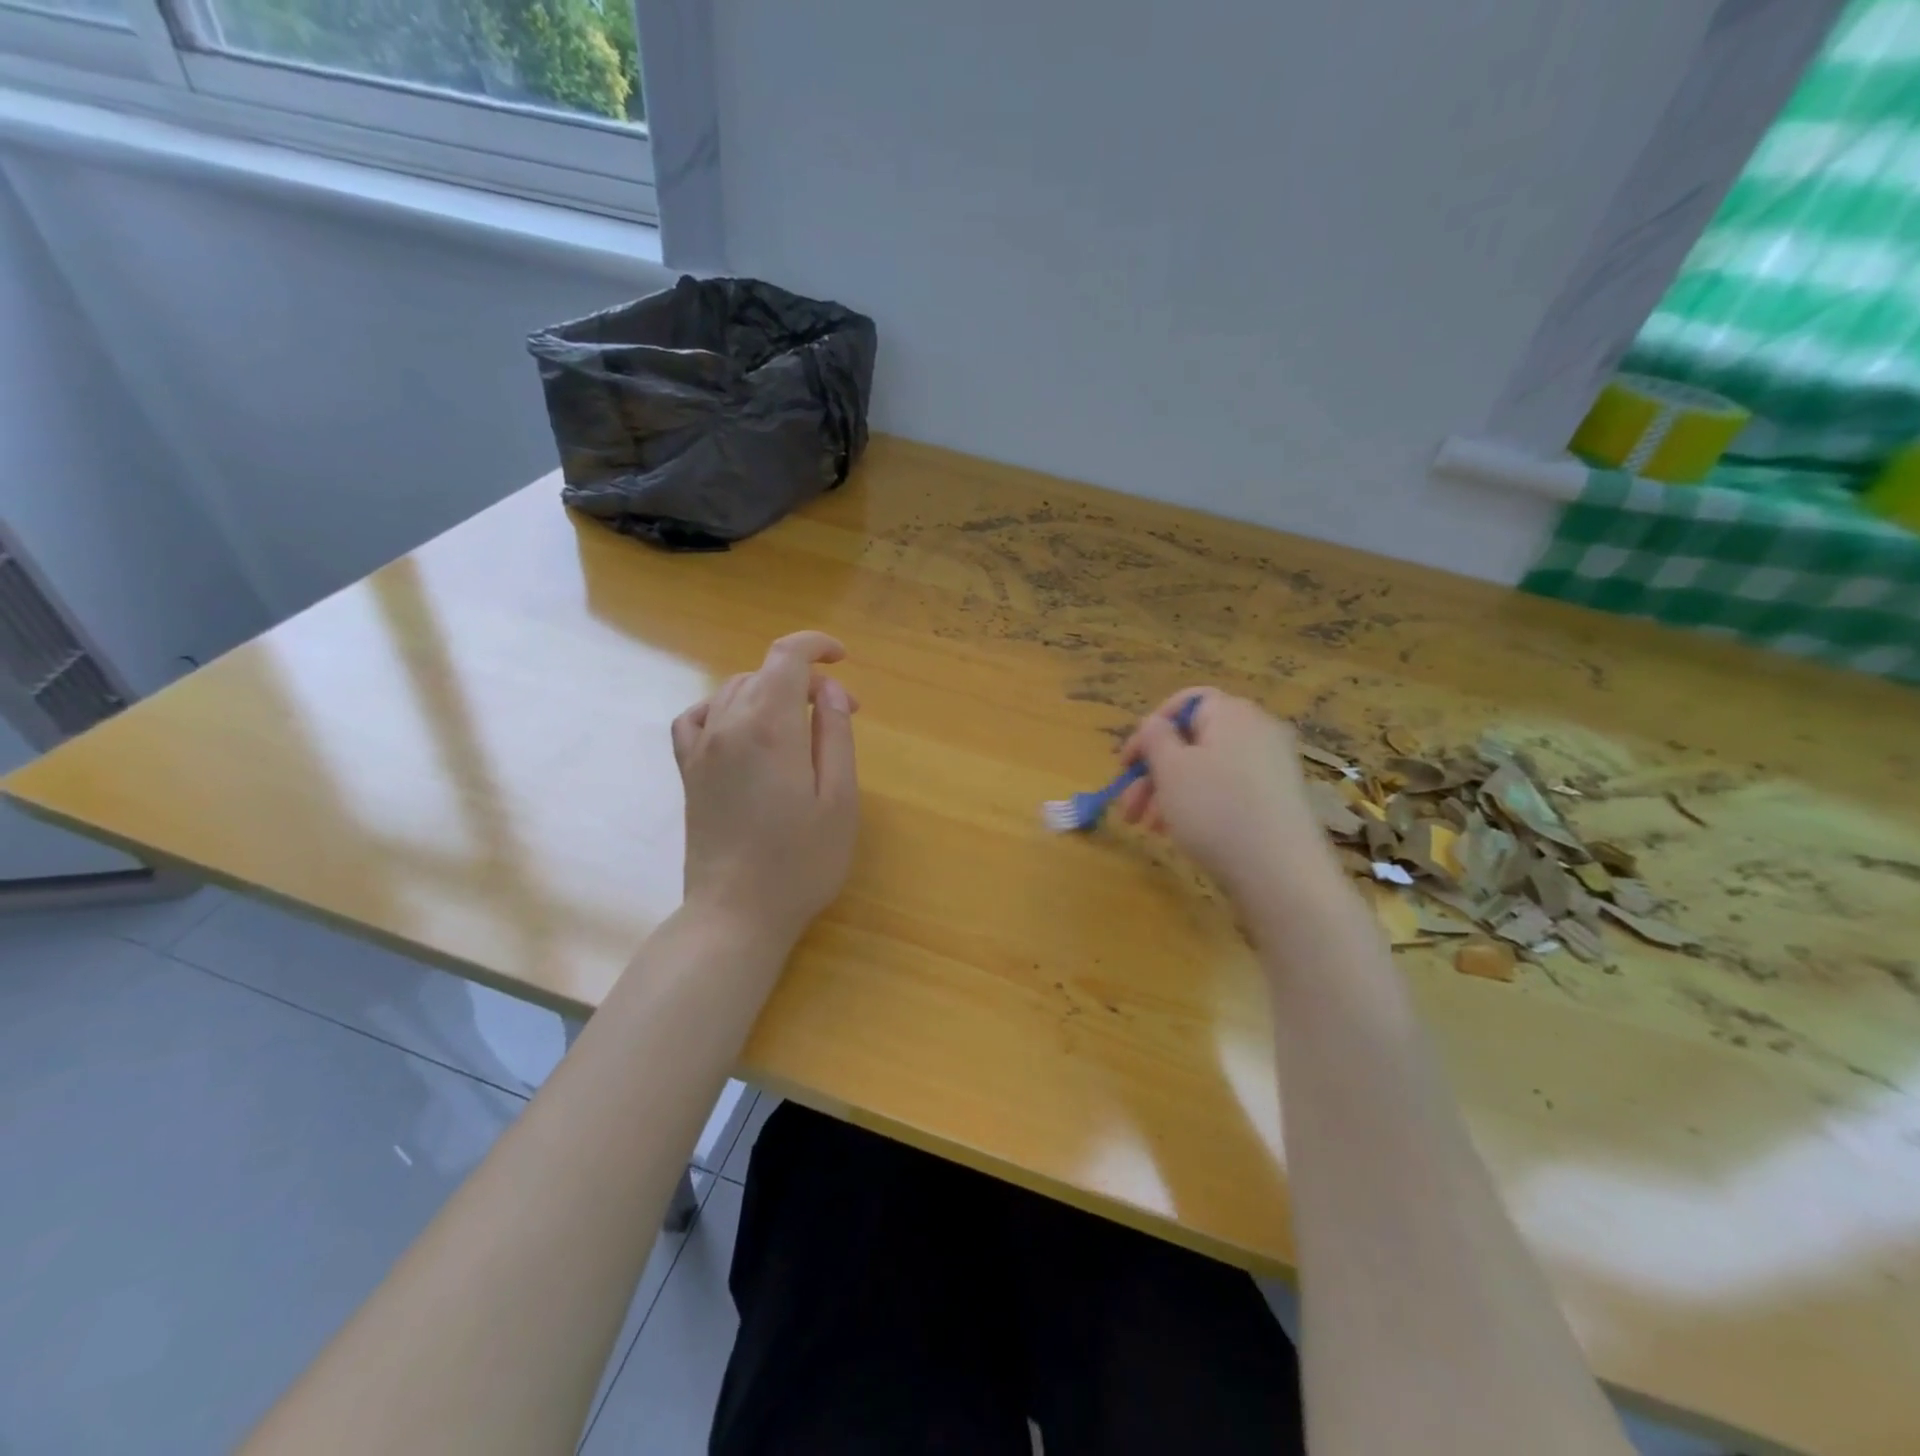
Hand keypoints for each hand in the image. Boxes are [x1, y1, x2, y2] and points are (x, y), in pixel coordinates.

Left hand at [671, 631, 859, 949]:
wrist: (736, 913)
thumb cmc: (801, 861)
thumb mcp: (840, 799)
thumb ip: (835, 735)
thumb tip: (830, 691)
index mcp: (769, 727)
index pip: (787, 656)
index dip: (817, 645)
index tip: (843, 659)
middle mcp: (728, 725)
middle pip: (765, 672)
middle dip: (807, 680)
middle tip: (842, 715)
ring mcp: (701, 748)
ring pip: (734, 689)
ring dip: (772, 692)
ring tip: (801, 725)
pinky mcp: (688, 772)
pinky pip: (697, 717)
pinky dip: (723, 707)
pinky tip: (740, 727)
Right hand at [1117, 688, 1333, 902]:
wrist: (1280, 873)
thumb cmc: (1215, 810)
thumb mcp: (1170, 769)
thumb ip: (1154, 737)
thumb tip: (1154, 724)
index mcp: (1232, 714)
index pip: (1185, 702)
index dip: (1150, 728)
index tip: (1126, 763)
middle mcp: (1257, 732)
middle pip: (1192, 740)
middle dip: (1153, 772)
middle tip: (1128, 807)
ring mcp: (1271, 767)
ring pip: (1205, 769)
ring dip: (1169, 793)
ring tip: (1147, 828)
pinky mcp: (1277, 800)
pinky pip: (1226, 790)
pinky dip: (1198, 805)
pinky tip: (1177, 834)